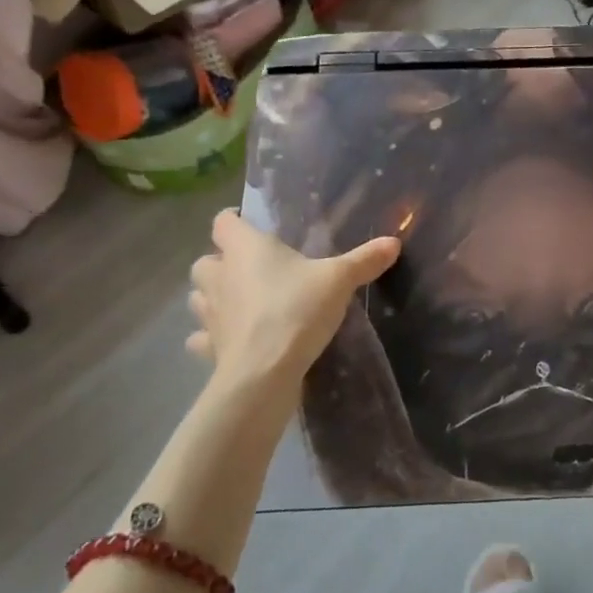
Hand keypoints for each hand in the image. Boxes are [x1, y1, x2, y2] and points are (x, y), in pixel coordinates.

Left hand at [186, 210, 399, 392]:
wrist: (264, 373)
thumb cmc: (296, 310)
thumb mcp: (339, 280)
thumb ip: (364, 260)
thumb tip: (394, 242)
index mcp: (245, 248)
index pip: (223, 222)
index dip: (233, 220)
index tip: (251, 225)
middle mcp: (220, 275)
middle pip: (206, 260)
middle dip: (222, 262)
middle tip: (252, 268)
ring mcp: (209, 314)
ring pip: (199, 297)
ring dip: (214, 296)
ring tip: (241, 302)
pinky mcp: (209, 348)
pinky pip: (202, 337)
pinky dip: (212, 336)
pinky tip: (231, 340)